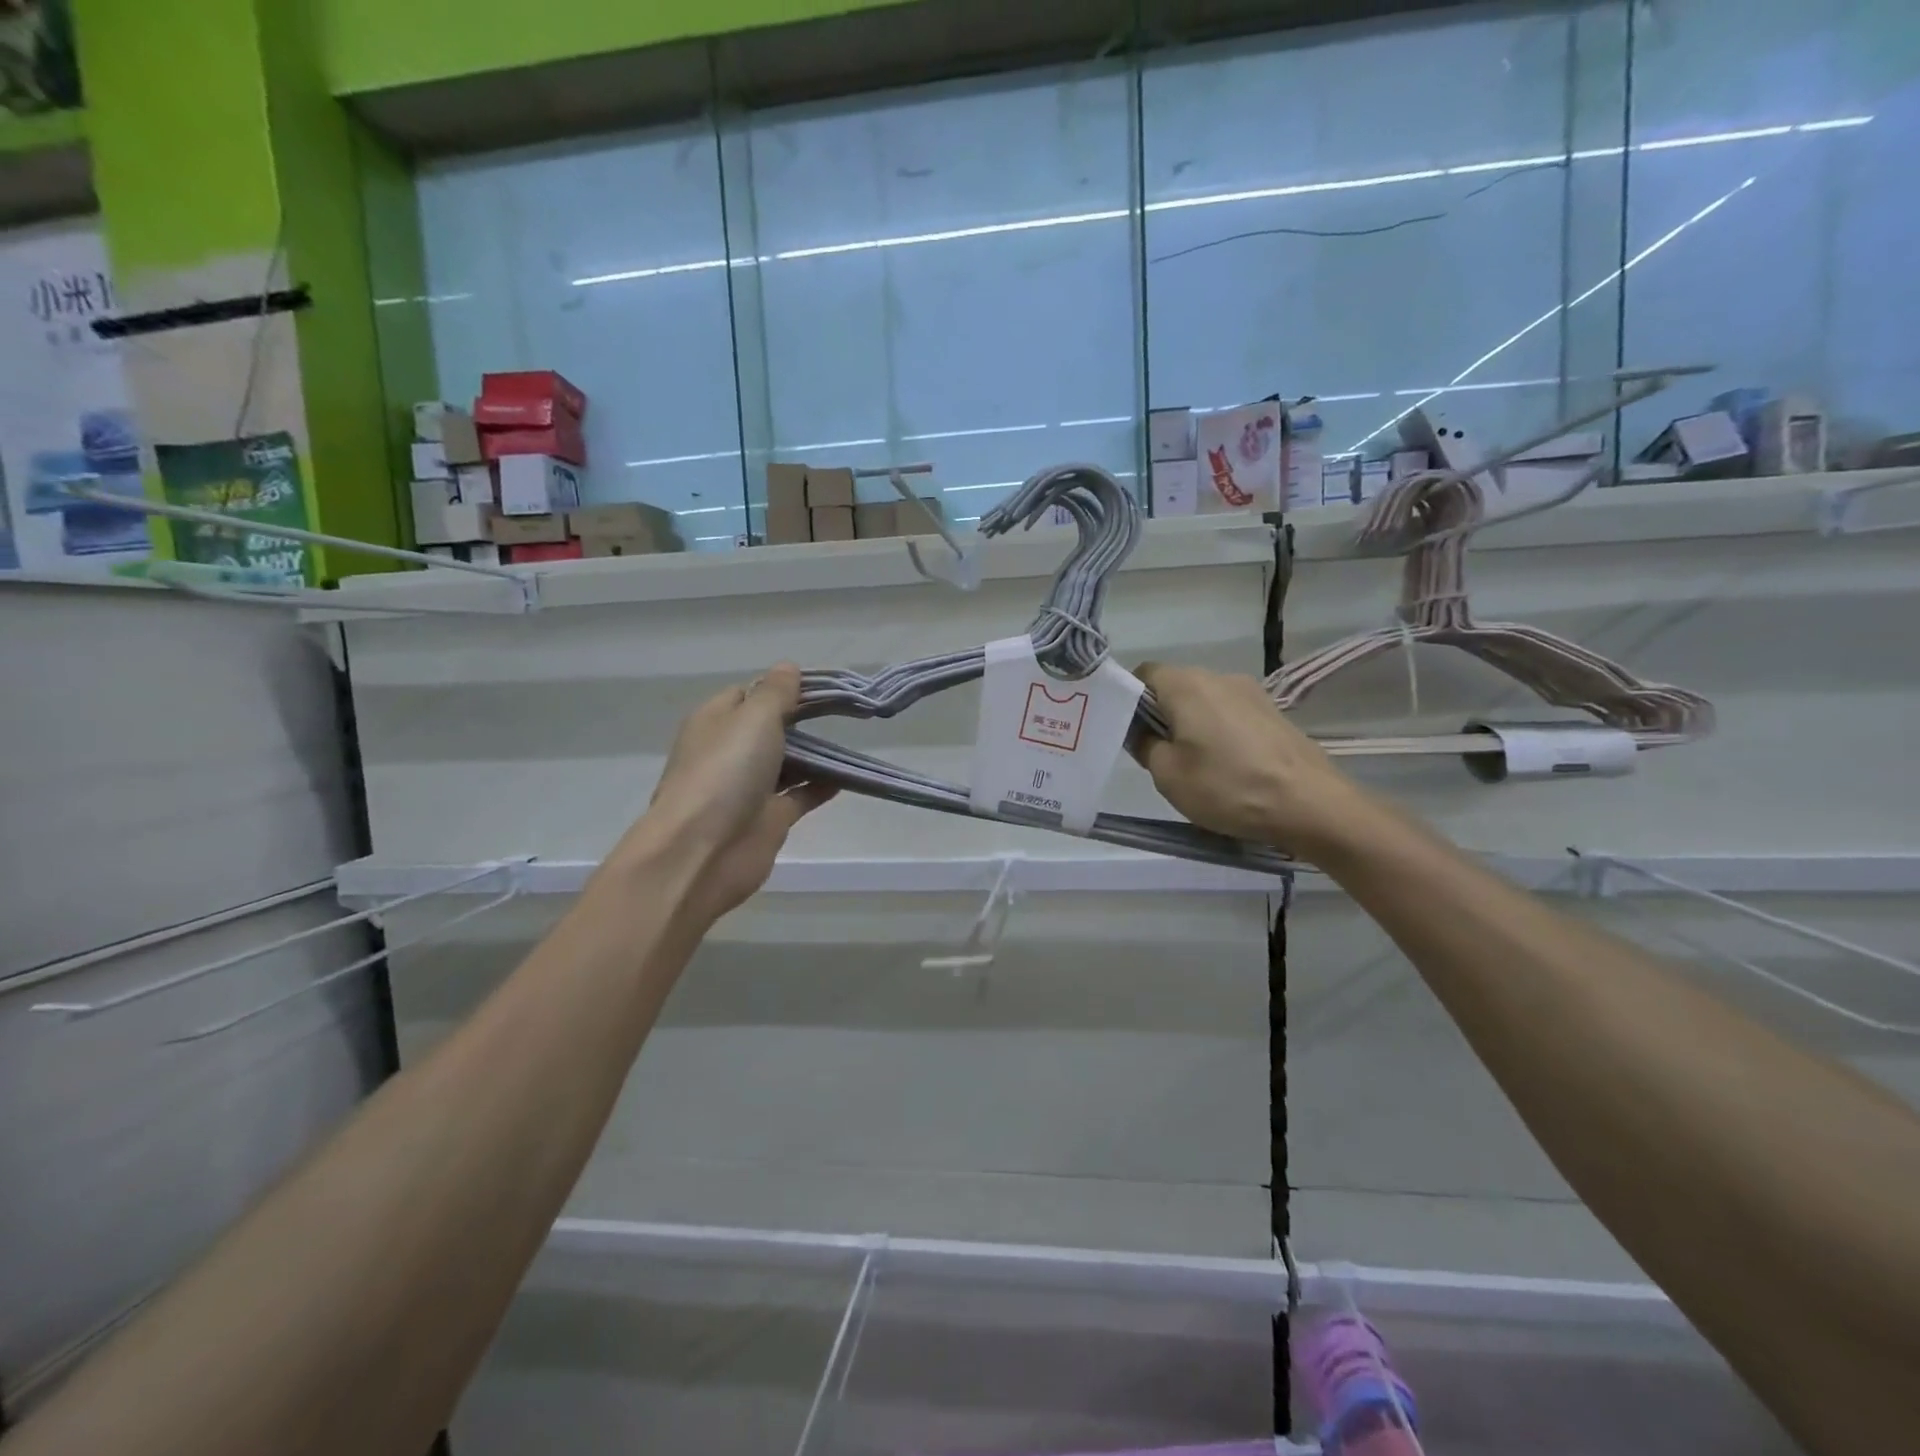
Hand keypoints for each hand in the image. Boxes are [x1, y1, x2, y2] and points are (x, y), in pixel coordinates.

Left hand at [629, 664, 835, 924]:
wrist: (702, 852)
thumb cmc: (725, 773)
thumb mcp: (753, 718)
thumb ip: (776, 693)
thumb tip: (787, 667)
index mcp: (716, 721)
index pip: (749, 694)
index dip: (782, 689)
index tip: (821, 688)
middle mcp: (730, 751)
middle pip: (771, 728)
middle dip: (803, 721)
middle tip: (845, 714)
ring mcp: (748, 787)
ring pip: (788, 762)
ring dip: (815, 754)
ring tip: (852, 742)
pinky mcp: (768, 818)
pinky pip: (800, 795)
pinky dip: (821, 785)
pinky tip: (847, 778)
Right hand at [1131, 662, 1372, 861]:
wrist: (1311, 804)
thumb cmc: (1228, 786)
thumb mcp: (1168, 775)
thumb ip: (1144, 745)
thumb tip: (1142, 732)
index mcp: (1186, 684)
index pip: (1144, 673)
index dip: (1130, 699)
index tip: (1129, 732)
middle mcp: (1219, 677)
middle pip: (1176, 686)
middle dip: (1161, 715)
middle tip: (1158, 755)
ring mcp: (1252, 692)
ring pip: (1205, 701)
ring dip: (1192, 725)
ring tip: (1196, 766)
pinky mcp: (1274, 712)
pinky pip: (1231, 714)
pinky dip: (1220, 733)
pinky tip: (1228, 767)